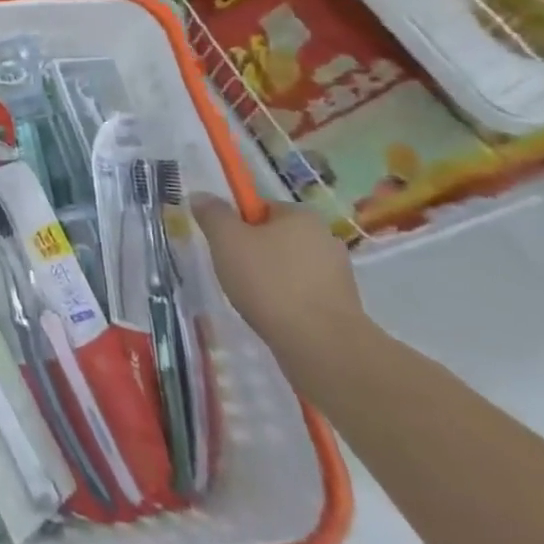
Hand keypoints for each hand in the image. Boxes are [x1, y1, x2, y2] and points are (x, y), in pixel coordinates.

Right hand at [190, 194, 365, 378]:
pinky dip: (285, 301)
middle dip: (252, 252)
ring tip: (251, 298)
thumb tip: (201, 196)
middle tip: (232, 270)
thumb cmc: (270, 282)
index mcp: (301, 216)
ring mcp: (338, 275)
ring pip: (288, 267)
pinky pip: (302, 294)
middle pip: (274, 237)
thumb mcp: (226, 239)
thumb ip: (212, 213)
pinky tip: (272, 315)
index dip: (237, 223)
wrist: (323, 347)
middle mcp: (325, 239)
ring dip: (269, 278)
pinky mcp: (342, 307)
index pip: (260, 208)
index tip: (224, 245)